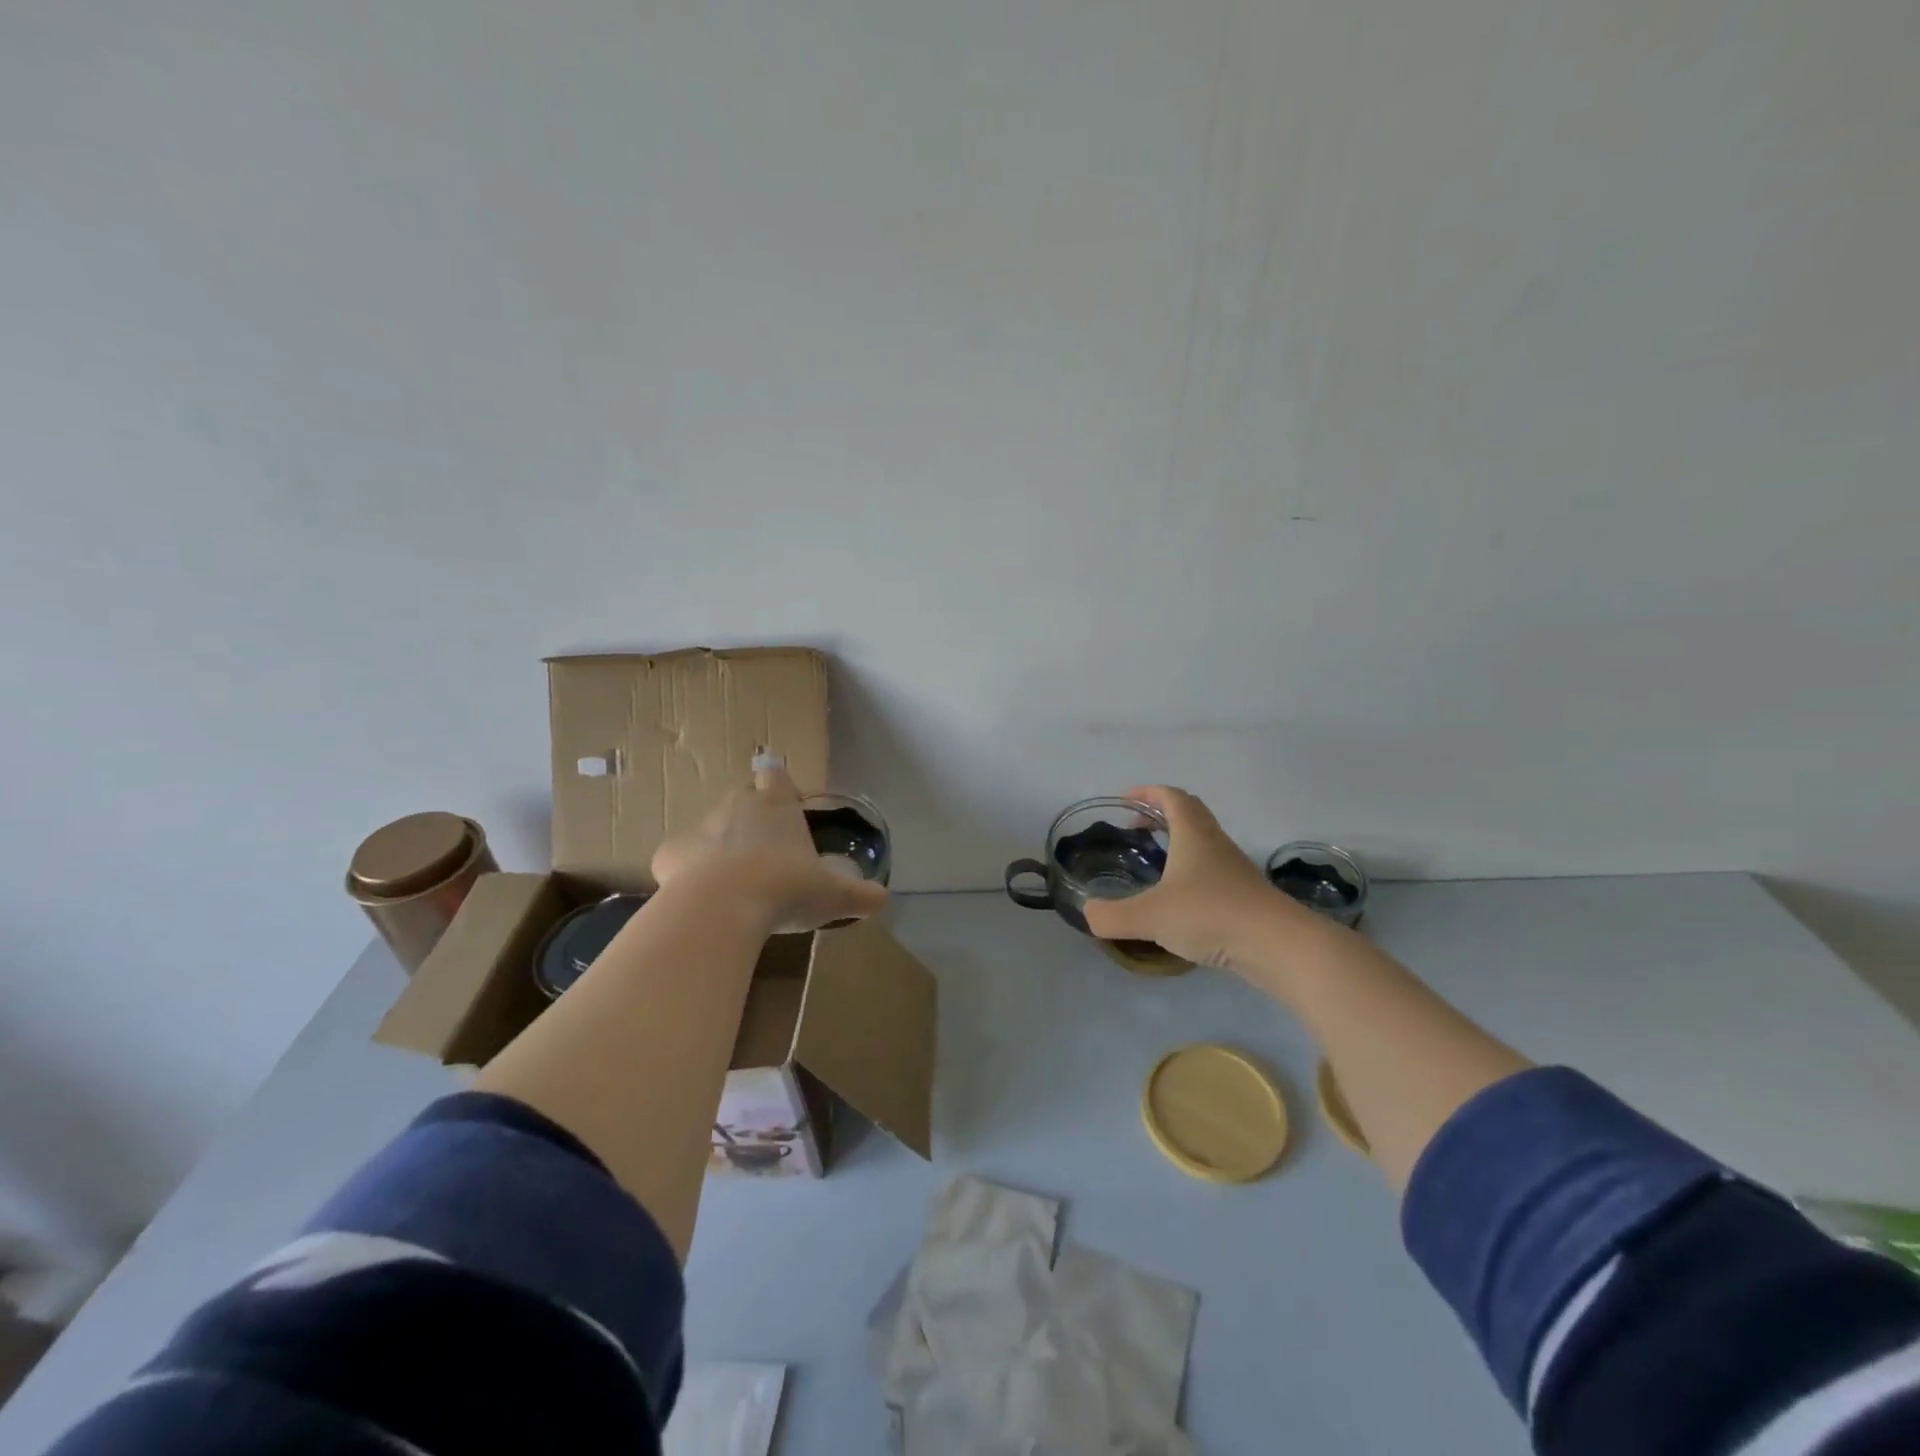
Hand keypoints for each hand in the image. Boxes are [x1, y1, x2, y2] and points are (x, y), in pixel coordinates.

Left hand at [650, 757, 888, 933]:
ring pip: (710, 828)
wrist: (721, 908)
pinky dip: (688, 872)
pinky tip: (700, 898)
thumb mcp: (832, 895)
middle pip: (742, 796)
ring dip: (720, 845)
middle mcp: (736, 807)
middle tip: (766, 848)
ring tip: (734, 879)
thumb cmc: (785, 889)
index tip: (786, 802)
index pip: (775, 774)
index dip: (779, 783)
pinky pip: (680, 858)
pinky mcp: (668, 855)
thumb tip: (884, 900)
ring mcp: (699, 828)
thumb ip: (860, 895)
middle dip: (751, 814)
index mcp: (776, 805)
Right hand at [1082, 785, 1302, 970]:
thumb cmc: (1211, 914)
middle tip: (1137, 828)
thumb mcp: (1150, 916)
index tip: (1125, 800)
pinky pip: (1213, 872)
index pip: (1171, 797)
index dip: (1147, 793)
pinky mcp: (1245, 896)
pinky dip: (1191, 873)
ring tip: (1154, 864)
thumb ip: (1112, 915)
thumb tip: (1088, 913)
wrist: (1278, 945)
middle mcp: (1216, 844)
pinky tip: (1179, 900)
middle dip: (1161, 814)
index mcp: (1193, 834)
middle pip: (1191, 814)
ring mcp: (1235, 870)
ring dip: (1178, 844)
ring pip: (1204, 843)